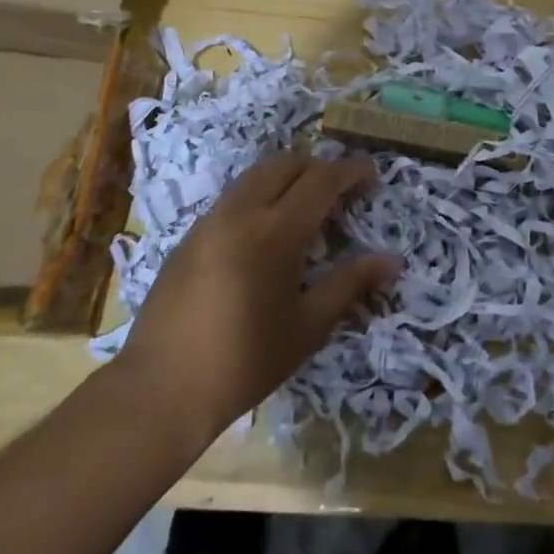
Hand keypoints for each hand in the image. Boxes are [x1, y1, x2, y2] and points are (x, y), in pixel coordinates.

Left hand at [117, 153, 399, 441]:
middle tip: (341, 189)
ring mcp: (209, 221)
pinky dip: (258, 195)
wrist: (162, 388)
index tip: (371, 173)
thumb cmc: (246, 360)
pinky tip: (264, 230)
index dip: (350, 171)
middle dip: (318, 167)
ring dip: (286, 176)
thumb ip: (350, 283)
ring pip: (254, 175)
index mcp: (276, 231)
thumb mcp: (308, 326)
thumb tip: (392, 260)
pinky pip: (232, 197)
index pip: (321, 180)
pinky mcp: (188, 237)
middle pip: (285, 164)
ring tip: (305, 203)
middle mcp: (241, 213)